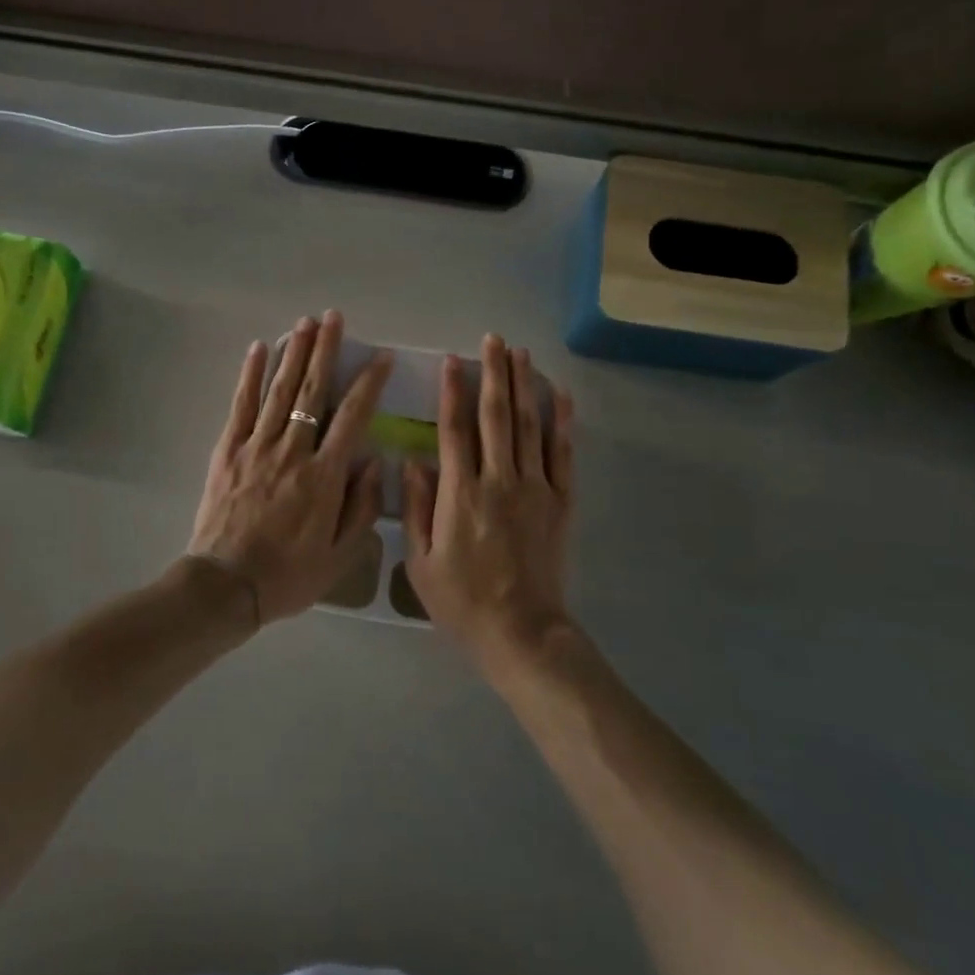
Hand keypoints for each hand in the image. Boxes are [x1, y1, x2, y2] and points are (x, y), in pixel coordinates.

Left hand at [188, 312, 392, 624]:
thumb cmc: (288, 575)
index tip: (379, 357)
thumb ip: (361, 506)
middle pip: (313, 391)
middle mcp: (292, 451)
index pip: (353, 417)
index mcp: (324, 476)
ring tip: (305, 322)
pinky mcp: (229, 451)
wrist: (225, 587)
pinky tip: (259, 349)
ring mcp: (257, 447)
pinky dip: (251, 375)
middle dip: (325, 350)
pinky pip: (242, 405)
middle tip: (333, 317)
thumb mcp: (340, 555)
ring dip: (294, 353)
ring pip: (279, 390)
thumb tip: (372, 462)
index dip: (368, 383)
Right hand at [404, 336, 575, 674]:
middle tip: (493, 340)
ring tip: (520, 353)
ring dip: (524, 385)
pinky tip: (560, 395)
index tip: (452, 360)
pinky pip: (562, 453)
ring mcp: (535, 488)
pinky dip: (562, 421)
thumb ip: (417, 508)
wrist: (522, 634)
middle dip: (493, 374)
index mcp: (460, 494)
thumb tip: (412, 461)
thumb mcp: (421, 562)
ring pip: (529, 425)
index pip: (455, 429)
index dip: (453, 391)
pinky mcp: (561, 502)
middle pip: (496, 415)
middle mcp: (499, 480)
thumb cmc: (463, 603)